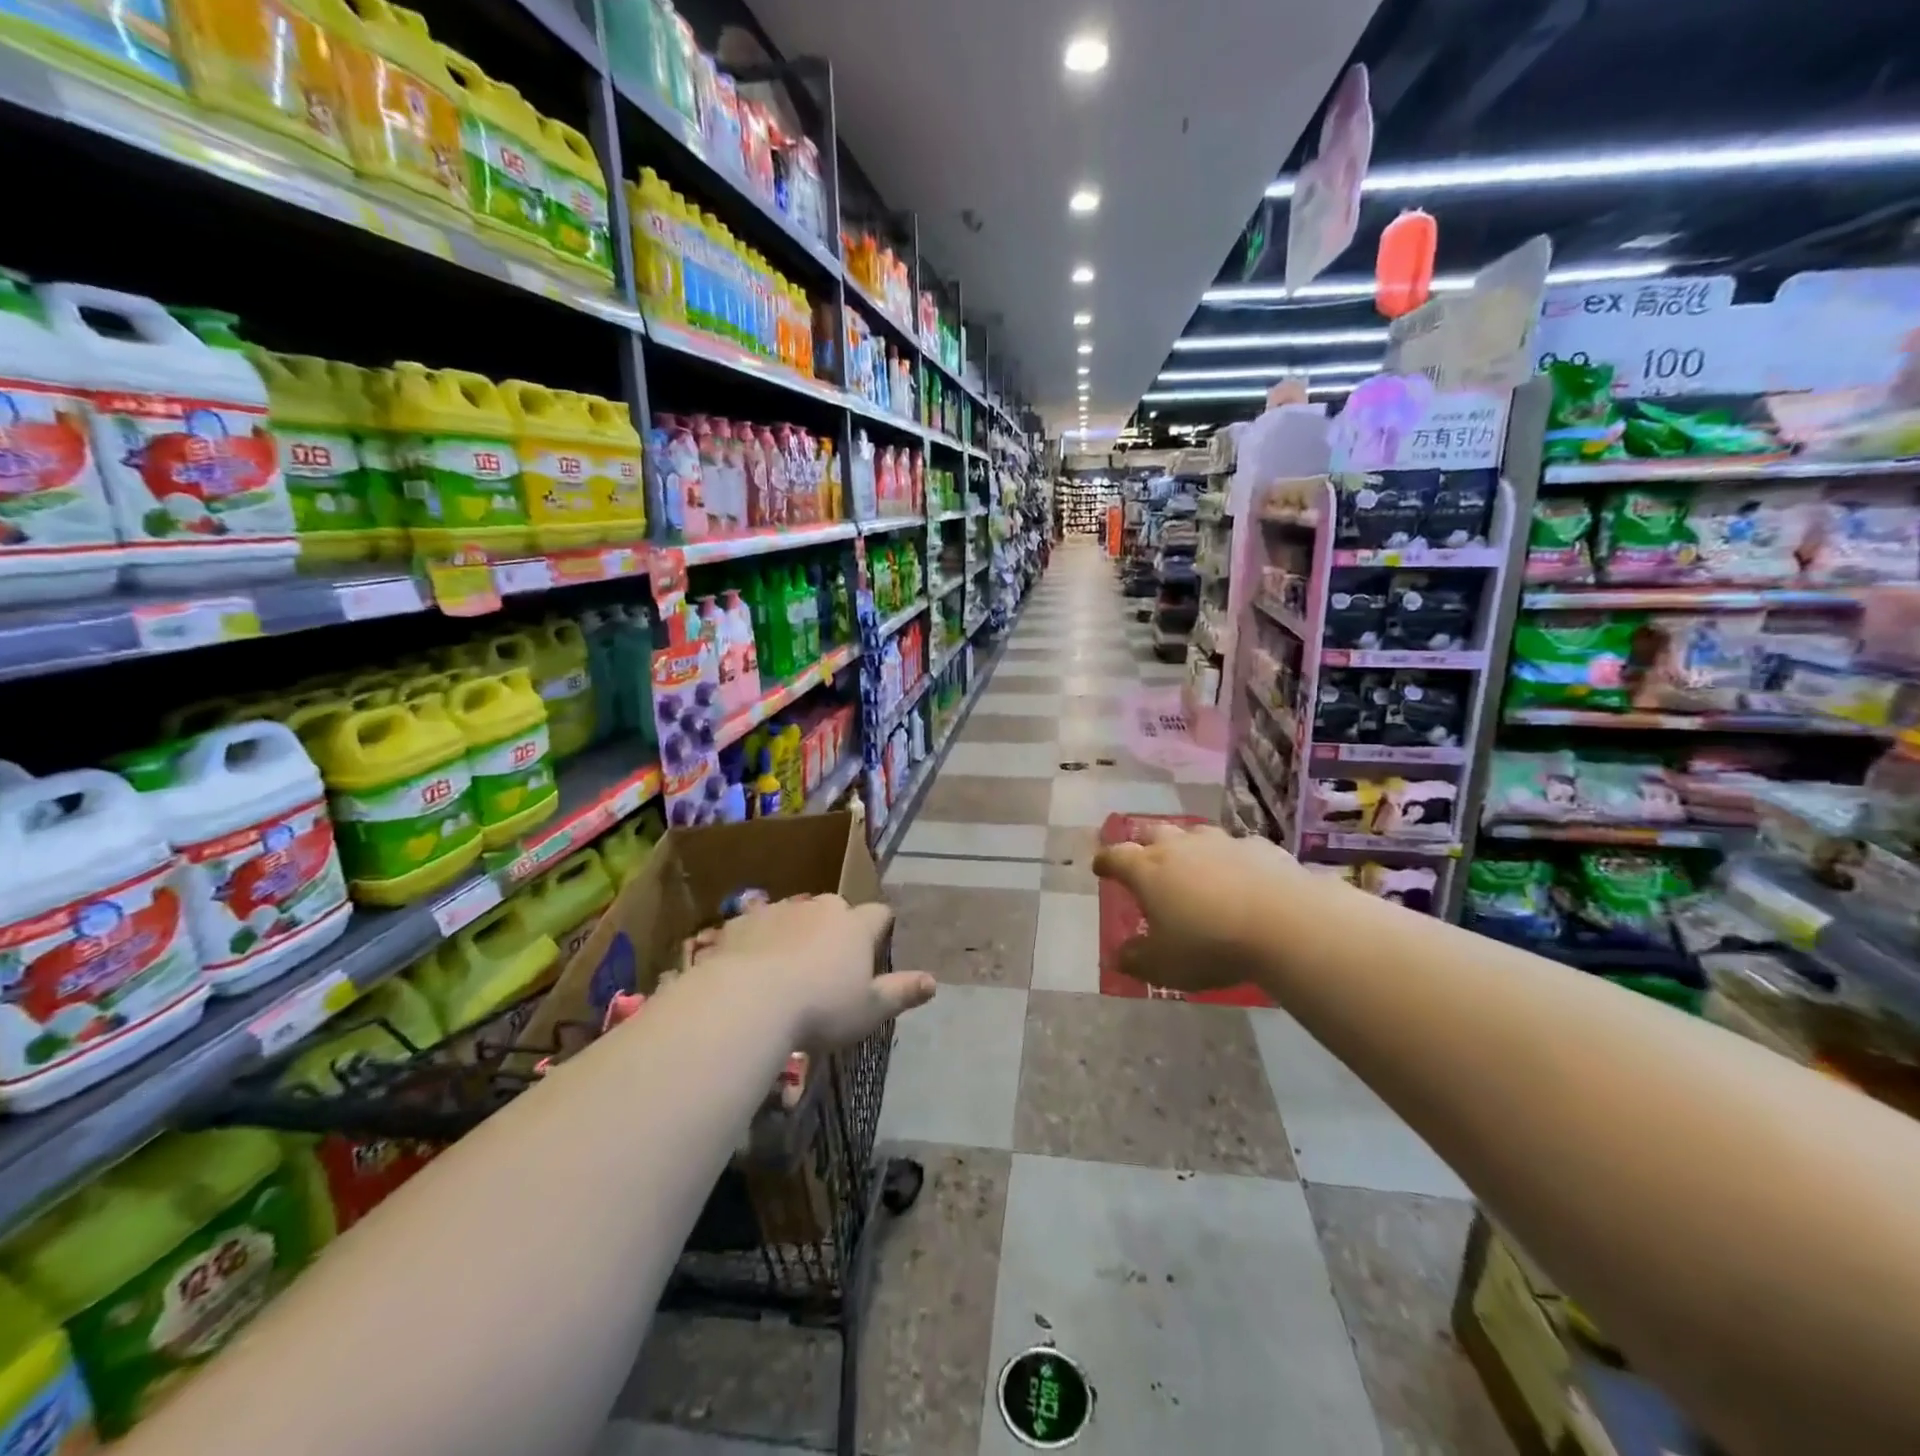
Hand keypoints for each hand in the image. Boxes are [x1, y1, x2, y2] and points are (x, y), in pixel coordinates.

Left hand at [709, 894, 934, 1049]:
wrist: (748, 1002)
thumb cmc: (820, 1009)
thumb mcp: (869, 1010)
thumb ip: (901, 993)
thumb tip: (933, 981)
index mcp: (855, 926)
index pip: (878, 914)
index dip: (878, 929)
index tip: (873, 949)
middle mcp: (820, 908)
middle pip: (834, 911)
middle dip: (833, 930)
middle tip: (825, 967)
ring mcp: (778, 910)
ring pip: (795, 916)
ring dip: (795, 933)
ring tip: (784, 970)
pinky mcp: (741, 921)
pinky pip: (756, 925)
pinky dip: (758, 941)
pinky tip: (750, 969)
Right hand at [1092, 823, 1320, 992]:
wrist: (1285, 923)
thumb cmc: (1210, 944)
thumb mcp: (1164, 965)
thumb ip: (1137, 960)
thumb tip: (1119, 956)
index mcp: (1148, 870)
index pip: (1116, 857)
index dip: (1105, 862)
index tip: (1100, 867)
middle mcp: (1179, 847)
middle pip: (1153, 833)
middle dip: (1144, 844)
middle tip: (1144, 860)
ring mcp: (1221, 843)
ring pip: (1195, 834)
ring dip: (1188, 846)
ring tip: (1192, 864)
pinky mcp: (1259, 847)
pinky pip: (1237, 847)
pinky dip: (1231, 858)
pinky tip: (1241, 875)